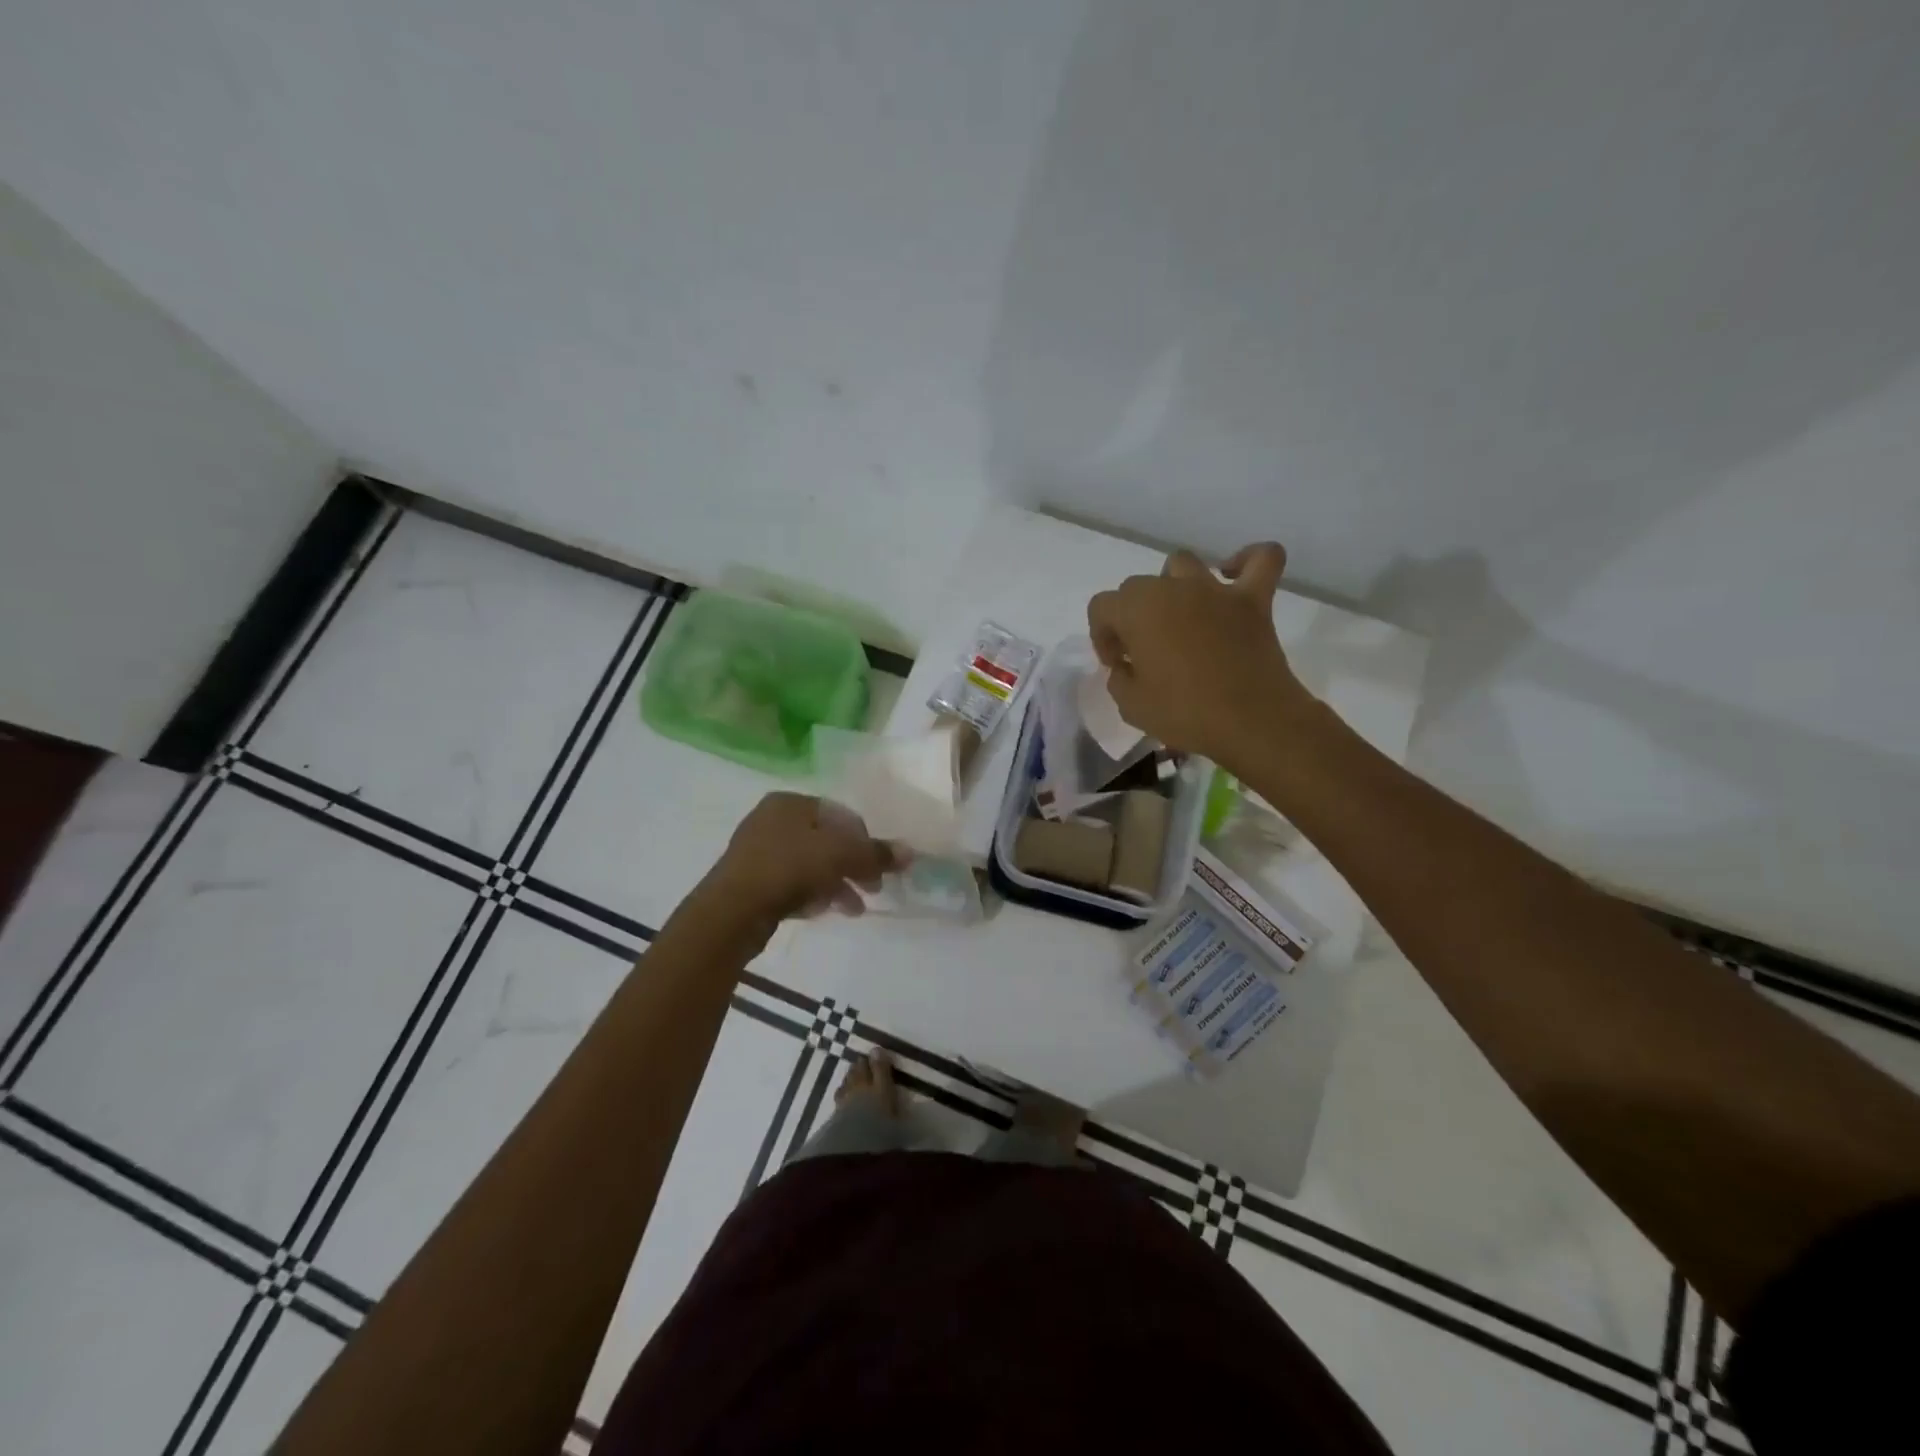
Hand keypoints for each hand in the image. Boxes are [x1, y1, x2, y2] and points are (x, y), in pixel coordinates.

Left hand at [702, 792, 902, 926]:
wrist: (732, 911)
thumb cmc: (789, 868)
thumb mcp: (841, 856)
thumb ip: (876, 854)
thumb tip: (910, 853)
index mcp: (790, 802)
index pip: (841, 815)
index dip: (866, 841)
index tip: (879, 869)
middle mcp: (771, 819)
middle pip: (826, 841)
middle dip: (853, 866)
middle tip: (872, 889)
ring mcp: (757, 851)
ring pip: (810, 864)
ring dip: (837, 884)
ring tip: (854, 909)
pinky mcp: (750, 882)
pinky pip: (792, 883)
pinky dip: (812, 894)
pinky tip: (824, 911)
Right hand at [1086, 543, 1313, 769]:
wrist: (1251, 722)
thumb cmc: (1184, 714)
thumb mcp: (1130, 706)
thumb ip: (1119, 678)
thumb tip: (1128, 666)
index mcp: (1138, 609)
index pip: (1102, 607)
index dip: (1103, 637)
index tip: (1118, 665)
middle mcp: (1173, 588)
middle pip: (1138, 587)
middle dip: (1132, 616)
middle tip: (1144, 653)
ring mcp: (1216, 590)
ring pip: (1183, 565)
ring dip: (1173, 586)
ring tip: (1178, 617)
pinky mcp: (1254, 600)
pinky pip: (1260, 559)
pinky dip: (1247, 561)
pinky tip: (1234, 576)